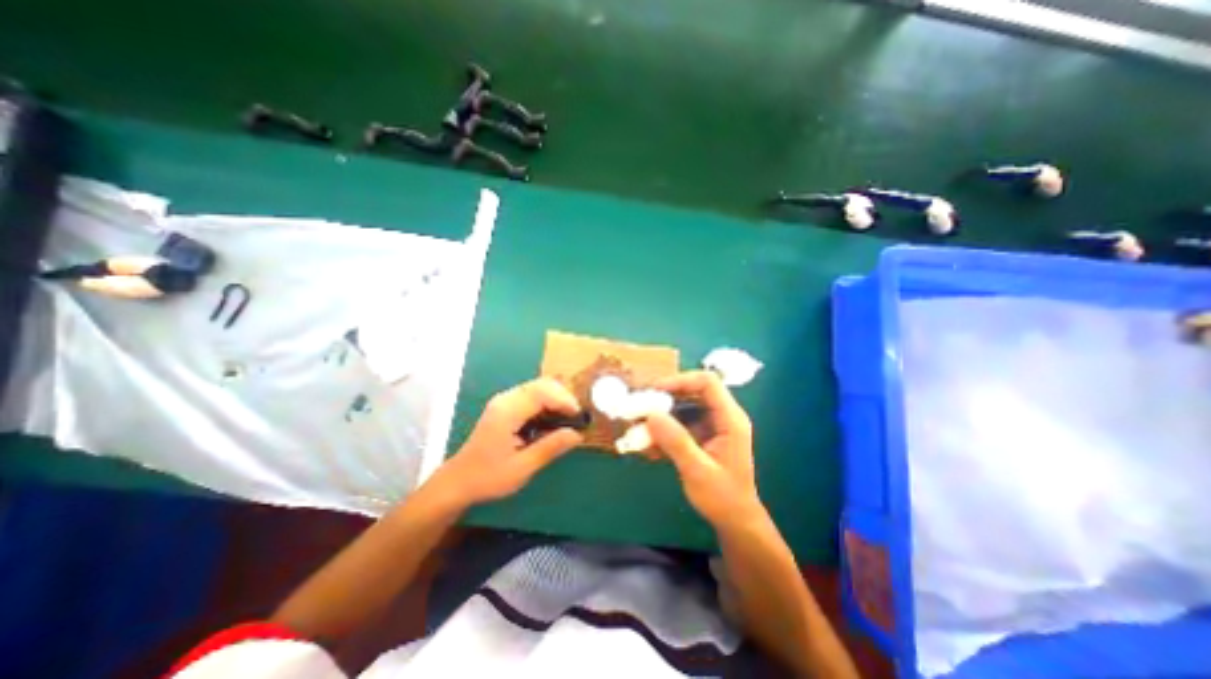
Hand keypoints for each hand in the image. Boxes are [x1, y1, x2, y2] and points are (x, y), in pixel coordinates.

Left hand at [435, 379, 586, 505]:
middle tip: (575, 417)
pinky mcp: (506, 406)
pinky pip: (532, 395)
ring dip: (556, 398)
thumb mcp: (522, 467)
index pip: (541, 392)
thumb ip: (550, 447)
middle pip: (541, 384)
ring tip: (567, 419)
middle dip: (563, 396)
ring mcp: (504, 401)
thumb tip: (577, 434)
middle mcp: (505, 399)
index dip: (564, 400)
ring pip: (538, 387)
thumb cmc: (488, 477)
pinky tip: (552, 420)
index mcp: (507, 412)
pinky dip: (547, 403)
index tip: (578, 416)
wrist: (459, 481)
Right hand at [644, 372, 753, 529]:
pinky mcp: (702, 435)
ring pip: (684, 407)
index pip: (707, 383)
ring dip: (662, 415)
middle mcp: (722, 416)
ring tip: (640, 428)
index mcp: (730, 419)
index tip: (654, 391)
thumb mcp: (697, 470)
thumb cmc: (723, 498)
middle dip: (666, 397)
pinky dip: (664, 430)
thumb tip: (651, 414)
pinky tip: (650, 446)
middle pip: (693, 391)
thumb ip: (676, 441)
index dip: (680, 381)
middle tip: (640, 406)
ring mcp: (712, 425)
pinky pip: (681, 423)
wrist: (736, 522)